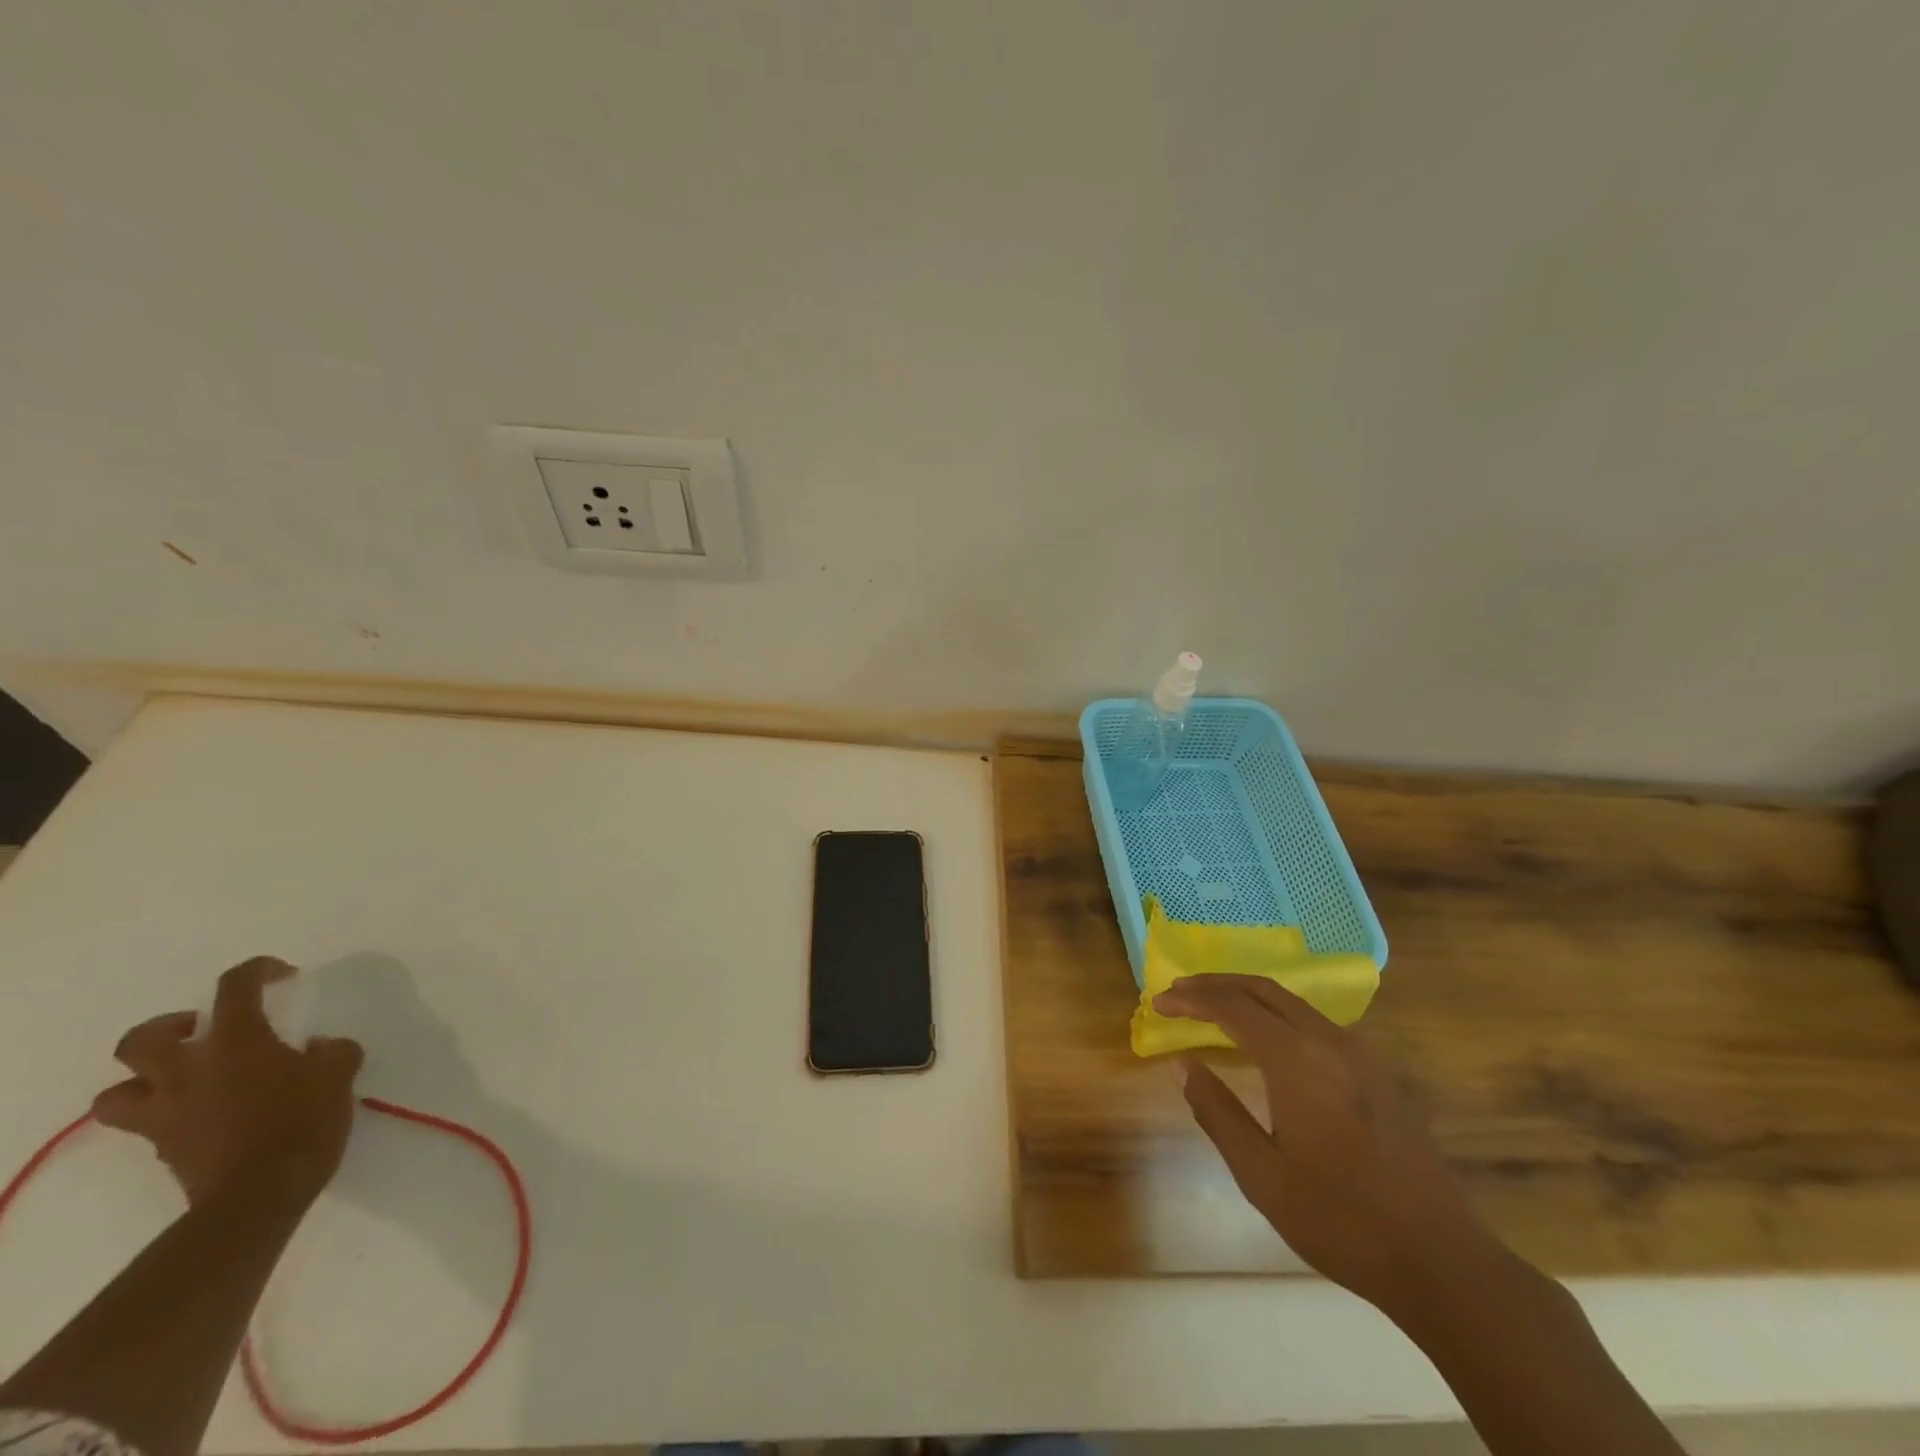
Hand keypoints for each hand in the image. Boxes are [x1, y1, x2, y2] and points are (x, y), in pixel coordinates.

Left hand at [92, 957, 363, 1206]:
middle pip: (142, 1039)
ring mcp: (167, 1114)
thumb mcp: (339, 1074)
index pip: (235, 988)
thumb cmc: (302, 1120)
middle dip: (168, 1027)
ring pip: (116, 1092)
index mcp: (235, 1043)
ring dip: (143, 1079)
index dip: (257, 971)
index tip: (282, 975)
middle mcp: (188, 1072)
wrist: (259, 1195)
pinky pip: (146, 1125)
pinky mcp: (163, 1149)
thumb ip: (331, 1052)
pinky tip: (207, 1116)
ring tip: (184, 1078)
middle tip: (204, 1028)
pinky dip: (168, 1114)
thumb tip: (317, 1048)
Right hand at [1155, 973, 1493, 1311]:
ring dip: (1248, 996)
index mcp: (1298, 1060)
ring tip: (1213, 1008)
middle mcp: (1330, 1041)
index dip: (1191, 999)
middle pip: (1262, 989)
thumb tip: (1183, 1064)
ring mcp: (1362, 1054)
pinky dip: (1278, 1015)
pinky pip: (1316, 1023)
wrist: (1442, 1261)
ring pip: (1292, 1002)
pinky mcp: (1380, 1072)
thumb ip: (1217, 1112)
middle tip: (1179, 992)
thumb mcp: (1262, 1175)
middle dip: (1216, 984)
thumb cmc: (1341, 1221)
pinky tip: (1267, 1039)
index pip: (1232, 1006)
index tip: (1159, 1003)